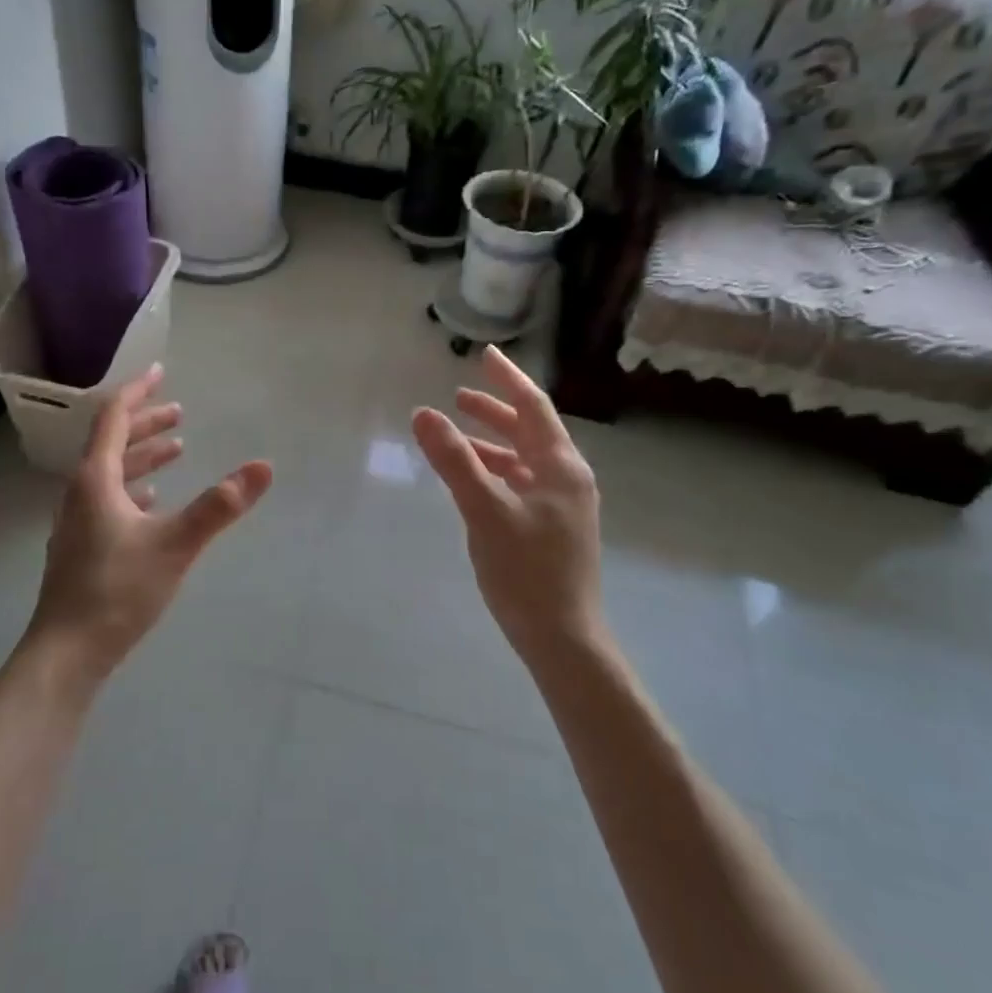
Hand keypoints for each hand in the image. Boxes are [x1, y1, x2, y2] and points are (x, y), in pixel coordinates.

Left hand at [28, 364, 271, 681]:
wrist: (67, 653)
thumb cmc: (117, 591)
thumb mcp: (175, 544)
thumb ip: (219, 506)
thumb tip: (263, 467)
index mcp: (96, 480)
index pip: (114, 419)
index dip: (138, 392)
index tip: (160, 372)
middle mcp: (81, 493)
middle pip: (112, 443)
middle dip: (146, 423)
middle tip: (180, 412)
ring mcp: (78, 521)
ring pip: (112, 473)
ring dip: (143, 455)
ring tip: (176, 448)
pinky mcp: (83, 547)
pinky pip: (110, 500)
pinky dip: (135, 488)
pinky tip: (153, 500)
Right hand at [410, 346, 609, 669]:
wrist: (562, 637)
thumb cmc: (526, 571)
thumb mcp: (484, 510)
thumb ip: (454, 460)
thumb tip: (423, 414)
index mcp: (560, 466)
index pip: (533, 407)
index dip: (507, 379)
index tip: (485, 355)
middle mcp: (568, 479)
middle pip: (530, 431)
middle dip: (495, 410)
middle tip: (460, 396)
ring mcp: (563, 505)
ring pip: (525, 459)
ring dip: (493, 442)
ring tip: (458, 433)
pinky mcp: (553, 528)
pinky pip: (522, 483)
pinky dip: (496, 471)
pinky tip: (473, 480)